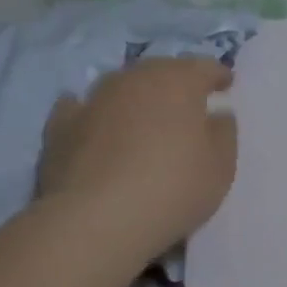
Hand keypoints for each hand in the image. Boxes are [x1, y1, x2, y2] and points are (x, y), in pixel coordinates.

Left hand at [38, 56, 237, 266]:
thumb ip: (223, 132)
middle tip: (184, 106)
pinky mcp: (60, 125)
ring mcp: (93, 99)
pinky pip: (80, 109)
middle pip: (159, 72)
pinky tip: (91, 123)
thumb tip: (216, 113)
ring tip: (141, 119)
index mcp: (178, 80)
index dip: (217, 76)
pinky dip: (90, 113)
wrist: (97, 219)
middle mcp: (134, 78)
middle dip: (174, 84)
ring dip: (133, 98)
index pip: (204, 67)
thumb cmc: (172, 188)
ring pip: (120, 87)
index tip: (225, 86)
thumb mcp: (221, 166)